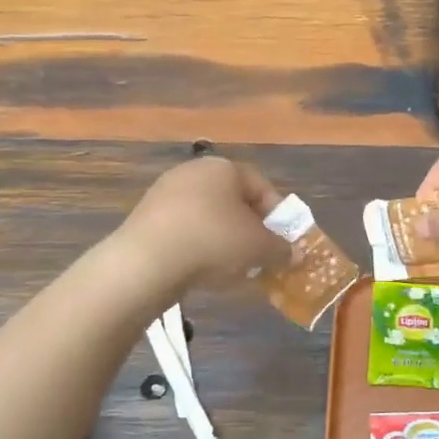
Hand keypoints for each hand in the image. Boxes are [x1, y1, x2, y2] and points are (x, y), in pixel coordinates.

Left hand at [115, 157, 289, 296]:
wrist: (146, 261)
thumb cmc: (214, 241)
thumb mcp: (259, 247)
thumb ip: (281, 248)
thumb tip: (293, 253)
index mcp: (224, 167)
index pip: (262, 187)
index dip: (278, 216)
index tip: (282, 243)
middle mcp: (193, 171)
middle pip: (233, 201)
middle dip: (249, 230)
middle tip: (259, 257)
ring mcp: (165, 193)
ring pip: (208, 217)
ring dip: (223, 240)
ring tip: (230, 269)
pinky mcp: (145, 217)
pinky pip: (183, 230)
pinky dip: (197, 247)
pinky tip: (200, 271)